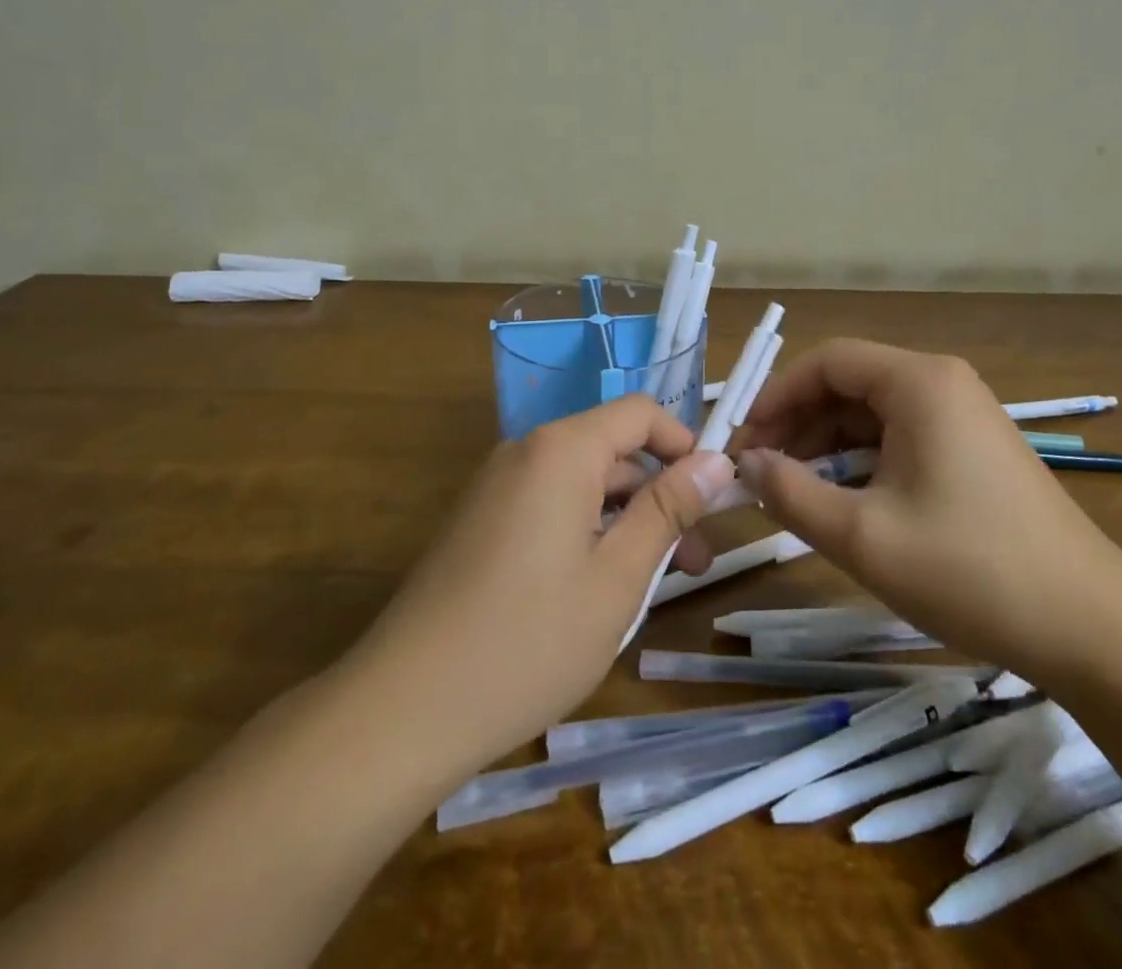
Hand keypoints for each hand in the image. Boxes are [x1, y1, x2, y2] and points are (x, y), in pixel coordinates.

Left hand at [351, 396, 734, 769]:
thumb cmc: (528, 640)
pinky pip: (551, 507)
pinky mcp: (480, 523)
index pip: (640, 413)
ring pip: (583, 484)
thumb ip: (668, 509)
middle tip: (694, 563)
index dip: (685, 445)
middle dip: (660, 496)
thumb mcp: (618, 576)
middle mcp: (526, 452)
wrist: (404, 709)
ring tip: (653, 588)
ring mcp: (497, 488)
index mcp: (561, 449)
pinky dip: (587, 534)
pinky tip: (598, 593)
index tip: (714, 500)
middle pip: (612, 450)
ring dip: (626, 522)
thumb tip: (717, 460)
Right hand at [735, 339, 1121, 682]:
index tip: (744, 443)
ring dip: (826, 447)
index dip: (776, 396)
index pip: (826, 362)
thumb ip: (791, 493)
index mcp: (919, 383)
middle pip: (848, 385)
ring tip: (792, 491)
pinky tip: (843, 501)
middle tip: (760, 473)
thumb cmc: (971, 571)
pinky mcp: (974, 451)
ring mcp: (963, 417)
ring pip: (872, 415)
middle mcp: (942, 384)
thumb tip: (747, 466)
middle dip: (797, 424)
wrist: (1094, 630)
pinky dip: (861, 463)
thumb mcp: (863, 536)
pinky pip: (900, 439)